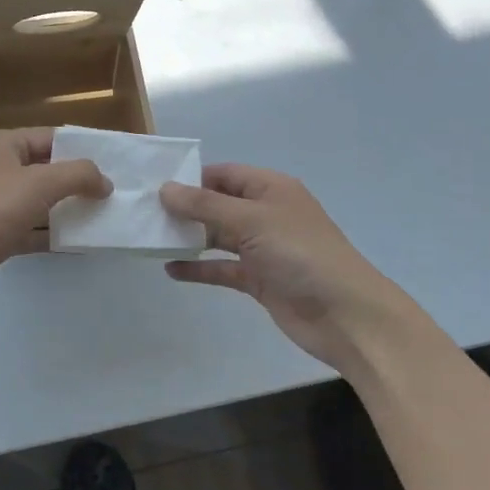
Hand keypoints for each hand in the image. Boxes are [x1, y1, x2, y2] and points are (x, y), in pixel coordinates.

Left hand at [0, 128, 110, 310]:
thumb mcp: (39, 182)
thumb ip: (78, 176)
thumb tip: (105, 182)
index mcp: (5, 146)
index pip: (52, 138)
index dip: (83, 148)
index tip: (117, 163)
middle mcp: (0, 171)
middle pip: (48, 171)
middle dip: (80, 183)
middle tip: (118, 195)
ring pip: (42, 204)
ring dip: (70, 211)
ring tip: (109, 219)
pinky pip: (33, 231)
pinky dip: (55, 236)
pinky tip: (83, 244)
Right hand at [159, 164, 421, 372]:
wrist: (345, 315)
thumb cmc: (300, 254)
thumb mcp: (251, 221)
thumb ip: (205, 206)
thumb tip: (165, 189)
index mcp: (271, 189)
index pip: (224, 174)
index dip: (191, 178)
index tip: (154, 186)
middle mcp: (265, 214)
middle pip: (217, 205)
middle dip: (184, 209)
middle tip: (144, 213)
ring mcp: (262, 248)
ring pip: (217, 237)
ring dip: (188, 238)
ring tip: (150, 239)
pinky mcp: (259, 279)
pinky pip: (222, 268)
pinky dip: (199, 268)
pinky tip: (171, 270)